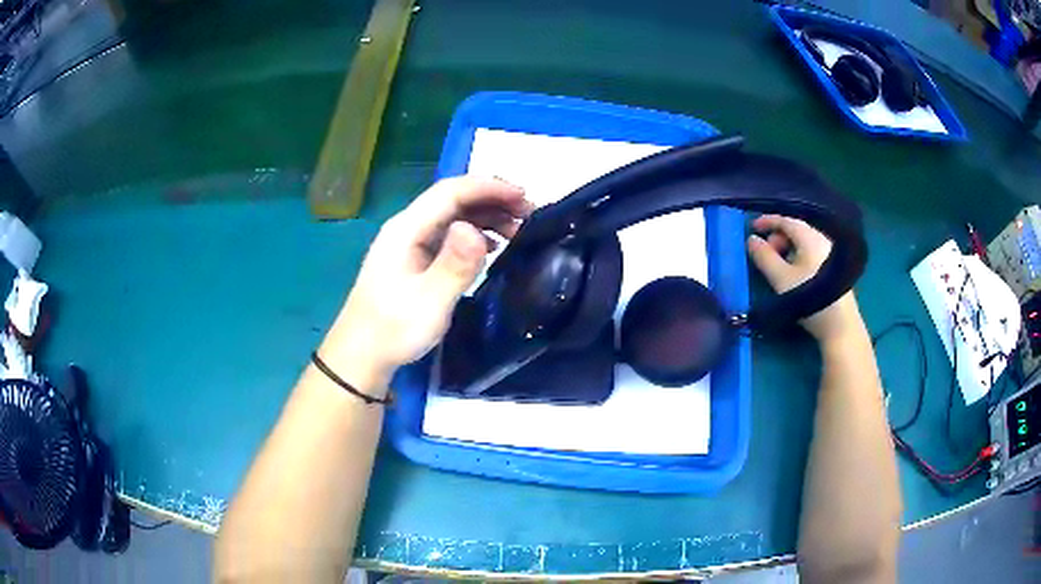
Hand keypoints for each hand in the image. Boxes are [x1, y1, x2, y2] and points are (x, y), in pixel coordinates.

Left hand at [320, 177, 532, 391]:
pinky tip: (494, 247)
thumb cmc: (393, 330)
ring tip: (519, 230)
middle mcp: (407, 228)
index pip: (451, 192)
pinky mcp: (415, 259)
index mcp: (406, 229)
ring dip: (487, 217)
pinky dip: (476, 234)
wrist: (362, 355)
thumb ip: (453, 265)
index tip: (524, 196)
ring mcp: (410, 243)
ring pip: (453, 216)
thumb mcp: (429, 302)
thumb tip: (475, 229)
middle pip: (453, 200)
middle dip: (493, 200)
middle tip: (530, 215)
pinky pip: (449, 235)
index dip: (489, 188)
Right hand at [746, 214, 863, 343]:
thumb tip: (752, 240)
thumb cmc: (809, 298)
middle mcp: (822, 240)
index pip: (786, 220)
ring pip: (804, 243)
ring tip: (778, 266)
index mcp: (810, 237)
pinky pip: (812, 252)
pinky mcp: (835, 268)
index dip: (767, 221)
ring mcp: (831, 253)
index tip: (752, 227)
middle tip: (765, 253)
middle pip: (796, 230)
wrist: (839, 325)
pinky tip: (795, 273)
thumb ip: (764, 257)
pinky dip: (798, 256)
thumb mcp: (781, 278)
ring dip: (788, 249)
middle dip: (777, 238)